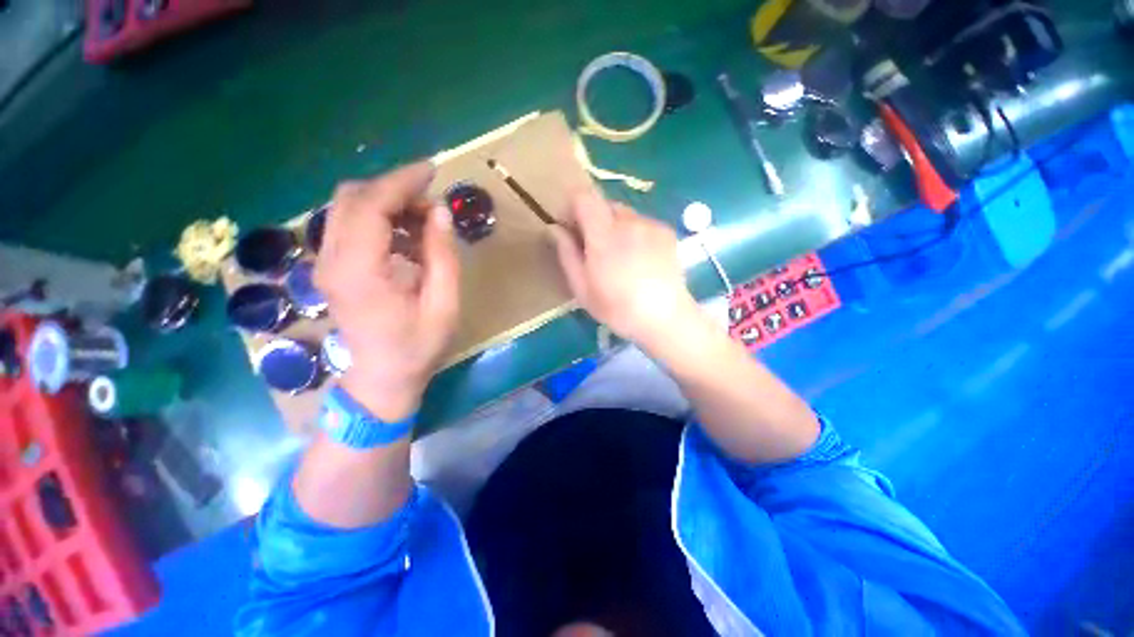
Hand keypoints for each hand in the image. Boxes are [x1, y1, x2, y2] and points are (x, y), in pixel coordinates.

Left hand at [314, 162, 459, 420]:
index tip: (432, 171)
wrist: (382, 378)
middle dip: (394, 188)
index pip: (371, 206)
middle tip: (431, 202)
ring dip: (386, 202)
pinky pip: (349, 225)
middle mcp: (332, 260)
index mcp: (360, 272)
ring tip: (422, 220)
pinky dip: (378, 218)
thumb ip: (442, 257)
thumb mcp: (444, 305)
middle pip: (352, 197)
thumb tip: (439, 213)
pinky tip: (405, 237)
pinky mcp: (331, 267)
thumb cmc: (418, 346)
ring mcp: (327, 263)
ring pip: (347, 207)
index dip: (401, 182)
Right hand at [552, 191, 699, 350]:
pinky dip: (634, 233)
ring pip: (624, 214)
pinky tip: (640, 259)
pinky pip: (642, 223)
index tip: (571, 228)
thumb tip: (554, 228)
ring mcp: (650, 224)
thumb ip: (566, 254)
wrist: (665, 318)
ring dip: (615, 227)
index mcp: (604, 235)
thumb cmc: (617, 308)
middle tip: (595, 249)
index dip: (572, 207)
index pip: (583, 197)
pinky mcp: (666, 231)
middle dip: (593, 220)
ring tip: (620, 257)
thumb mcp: (582, 288)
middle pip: (603, 204)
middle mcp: (628, 221)